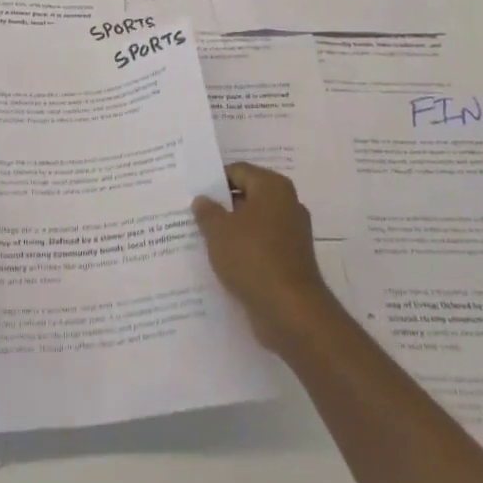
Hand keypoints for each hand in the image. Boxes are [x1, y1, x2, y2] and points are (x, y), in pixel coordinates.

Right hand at [193, 162, 341, 355]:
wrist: (290, 312)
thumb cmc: (252, 258)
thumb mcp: (218, 230)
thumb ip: (207, 211)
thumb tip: (203, 200)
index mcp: (273, 187)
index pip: (237, 171)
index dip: (213, 180)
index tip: (191, 192)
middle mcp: (287, 205)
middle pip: (247, 196)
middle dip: (221, 206)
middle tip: (192, 214)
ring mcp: (292, 234)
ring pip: (253, 224)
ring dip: (230, 231)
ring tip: (201, 239)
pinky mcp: (290, 261)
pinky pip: (260, 247)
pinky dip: (243, 251)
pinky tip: (220, 262)